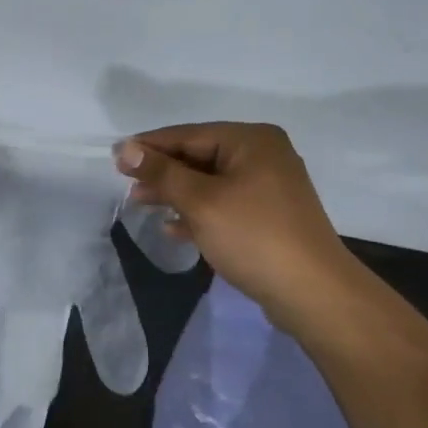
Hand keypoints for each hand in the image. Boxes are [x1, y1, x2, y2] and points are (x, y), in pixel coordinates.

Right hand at [115, 122, 349, 305]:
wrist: (312, 292)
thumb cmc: (253, 236)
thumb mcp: (200, 201)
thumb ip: (161, 173)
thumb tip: (125, 148)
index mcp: (251, 141)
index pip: (188, 135)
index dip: (150, 146)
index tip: (115, 158)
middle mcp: (262, 155)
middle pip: (199, 156)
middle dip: (162, 172)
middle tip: (127, 186)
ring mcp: (268, 187)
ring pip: (209, 182)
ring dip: (175, 193)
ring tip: (141, 204)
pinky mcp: (268, 216)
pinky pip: (223, 204)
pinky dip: (197, 212)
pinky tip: (174, 228)